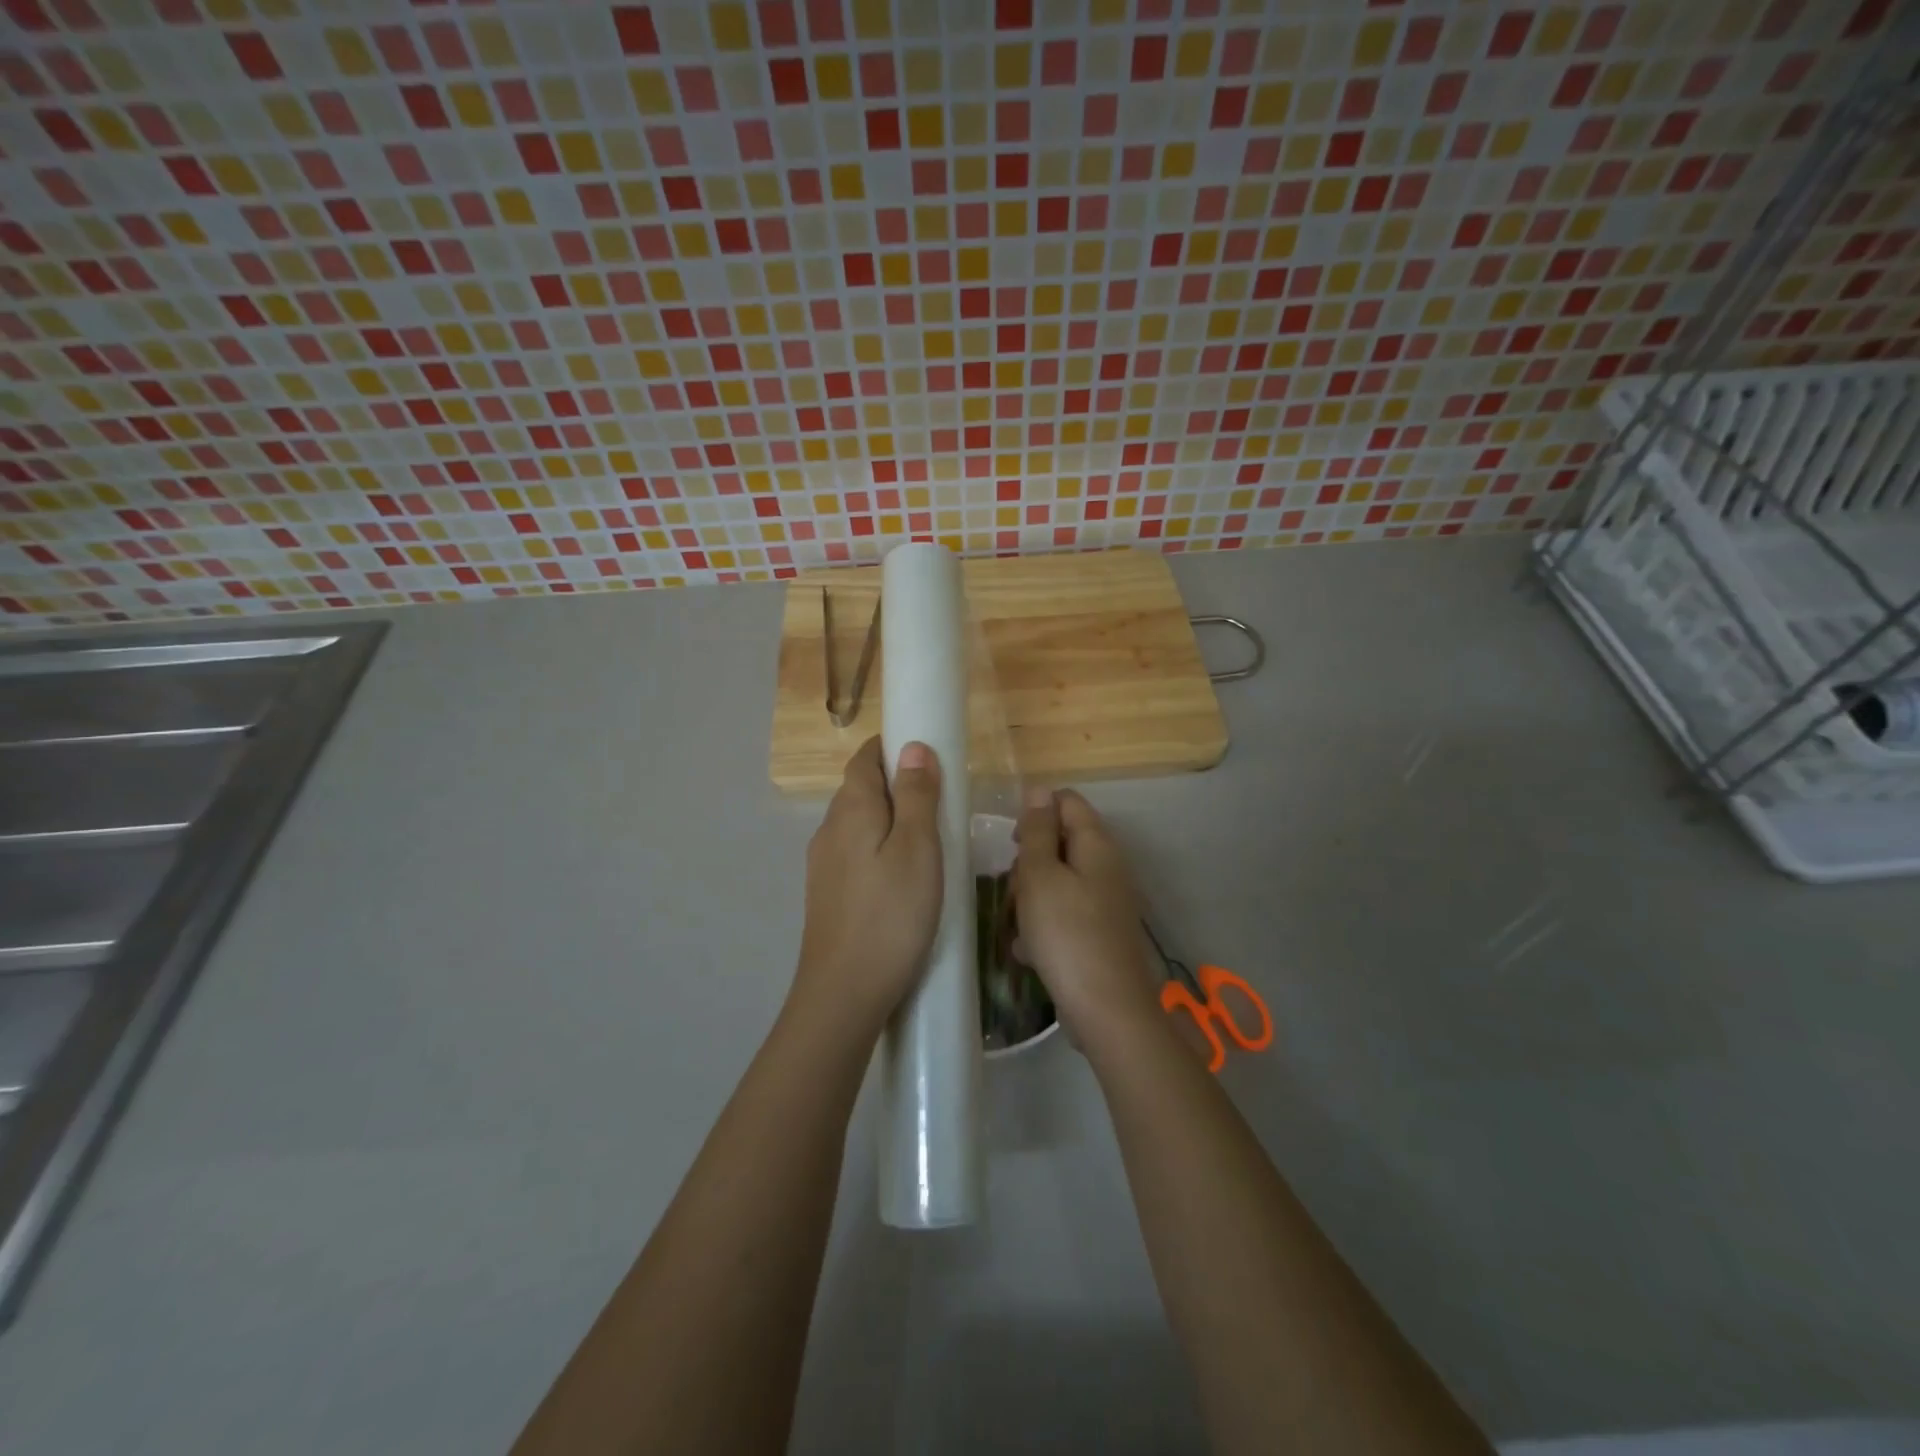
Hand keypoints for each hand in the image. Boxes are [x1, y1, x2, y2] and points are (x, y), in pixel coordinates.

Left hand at [793, 736, 943, 1039]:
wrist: (844, 993)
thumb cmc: (891, 915)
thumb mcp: (918, 849)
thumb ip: (917, 795)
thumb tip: (913, 747)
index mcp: (850, 810)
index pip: (865, 758)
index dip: (893, 747)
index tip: (930, 754)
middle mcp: (829, 829)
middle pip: (861, 789)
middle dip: (897, 783)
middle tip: (942, 800)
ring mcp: (824, 864)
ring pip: (859, 824)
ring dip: (891, 819)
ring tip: (930, 839)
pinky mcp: (827, 894)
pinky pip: (856, 853)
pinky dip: (880, 848)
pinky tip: (904, 877)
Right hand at [1012, 789, 1163, 1051]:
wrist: (1107, 1010)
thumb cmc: (1066, 934)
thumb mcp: (1040, 876)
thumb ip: (1037, 831)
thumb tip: (1040, 790)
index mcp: (1096, 844)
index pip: (1066, 801)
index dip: (1035, 813)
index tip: (1012, 844)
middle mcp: (1107, 866)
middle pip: (1059, 842)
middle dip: (1029, 863)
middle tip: (1014, 891)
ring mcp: (1106, 901)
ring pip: (1057, 881)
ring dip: (1031, 898)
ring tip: (1019, 926)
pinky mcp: (1100, 932)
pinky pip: (1065, 913)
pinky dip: (1045, 926)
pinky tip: (1029, 951)